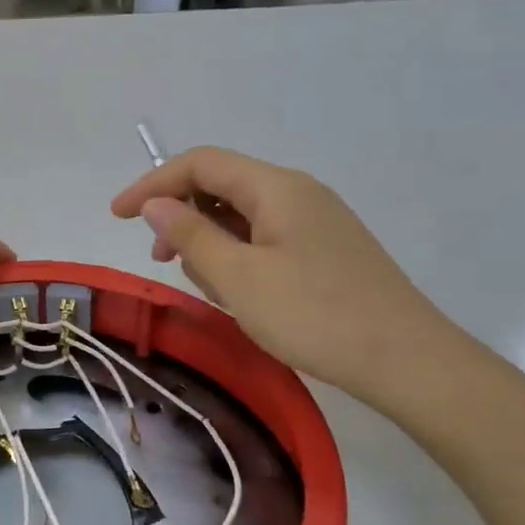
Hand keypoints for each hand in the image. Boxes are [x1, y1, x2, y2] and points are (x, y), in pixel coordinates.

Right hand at [111, 148, 451, 410]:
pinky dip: (238, 256)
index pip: (201, 164)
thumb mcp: (237, 277)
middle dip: (182, 215)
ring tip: (208, 286)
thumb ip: (190, 234)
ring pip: (242, 215)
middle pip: (222, 185)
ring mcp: (316, 222)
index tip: (117, 216)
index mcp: (276, 187)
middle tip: (160, 259)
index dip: (152, 183)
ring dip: (211, 241)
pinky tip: (239, 293)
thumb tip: (156, 203)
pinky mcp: (325, 251)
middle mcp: (297, 193)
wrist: (407, 361)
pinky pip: (265, 239)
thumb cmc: (313, 314)